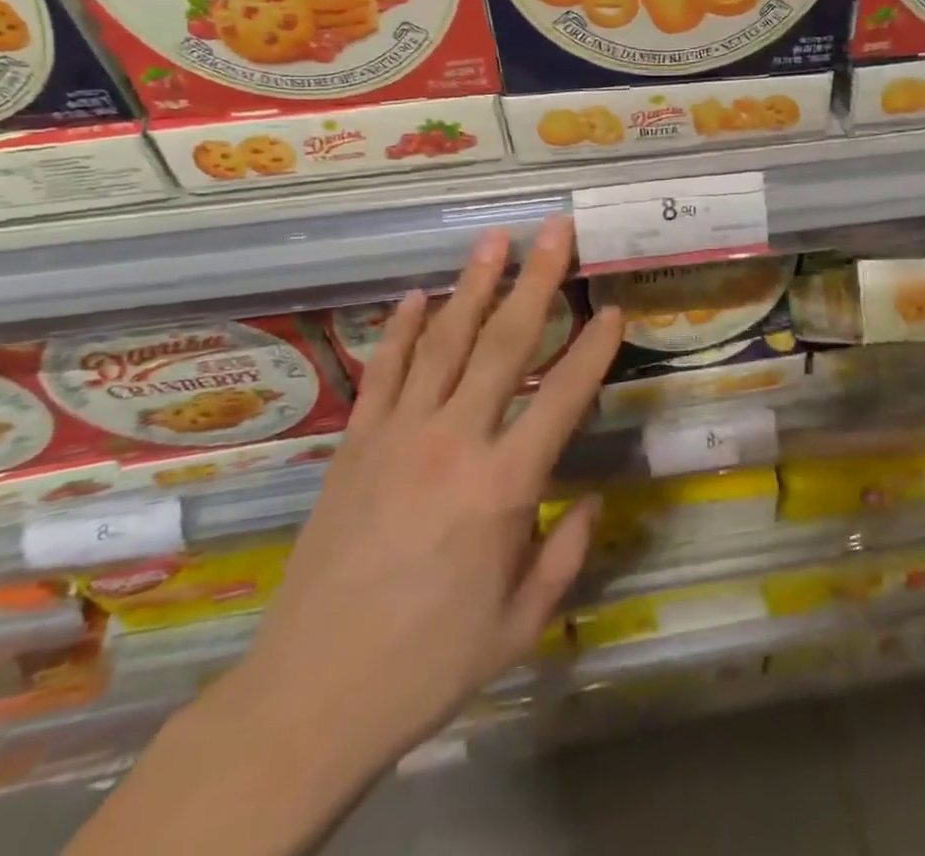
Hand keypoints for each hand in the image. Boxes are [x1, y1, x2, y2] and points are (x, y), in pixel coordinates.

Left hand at [229, 216, 621, 780]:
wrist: (311, 694)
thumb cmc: (429, 663)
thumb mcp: (521, 624)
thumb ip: (567, 554)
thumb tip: (594, 500)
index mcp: (504, 485)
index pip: (563, 397)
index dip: (593, 349)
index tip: (613, 308)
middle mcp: (454, 441)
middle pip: (504, 344)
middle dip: (537, 281)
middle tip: (556, 231)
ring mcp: (398, 435)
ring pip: (445, 342)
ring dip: (473, 285)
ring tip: (496, 240)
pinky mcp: (355, 444)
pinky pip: (384, 372)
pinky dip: (404, 330)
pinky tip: (420, 296)